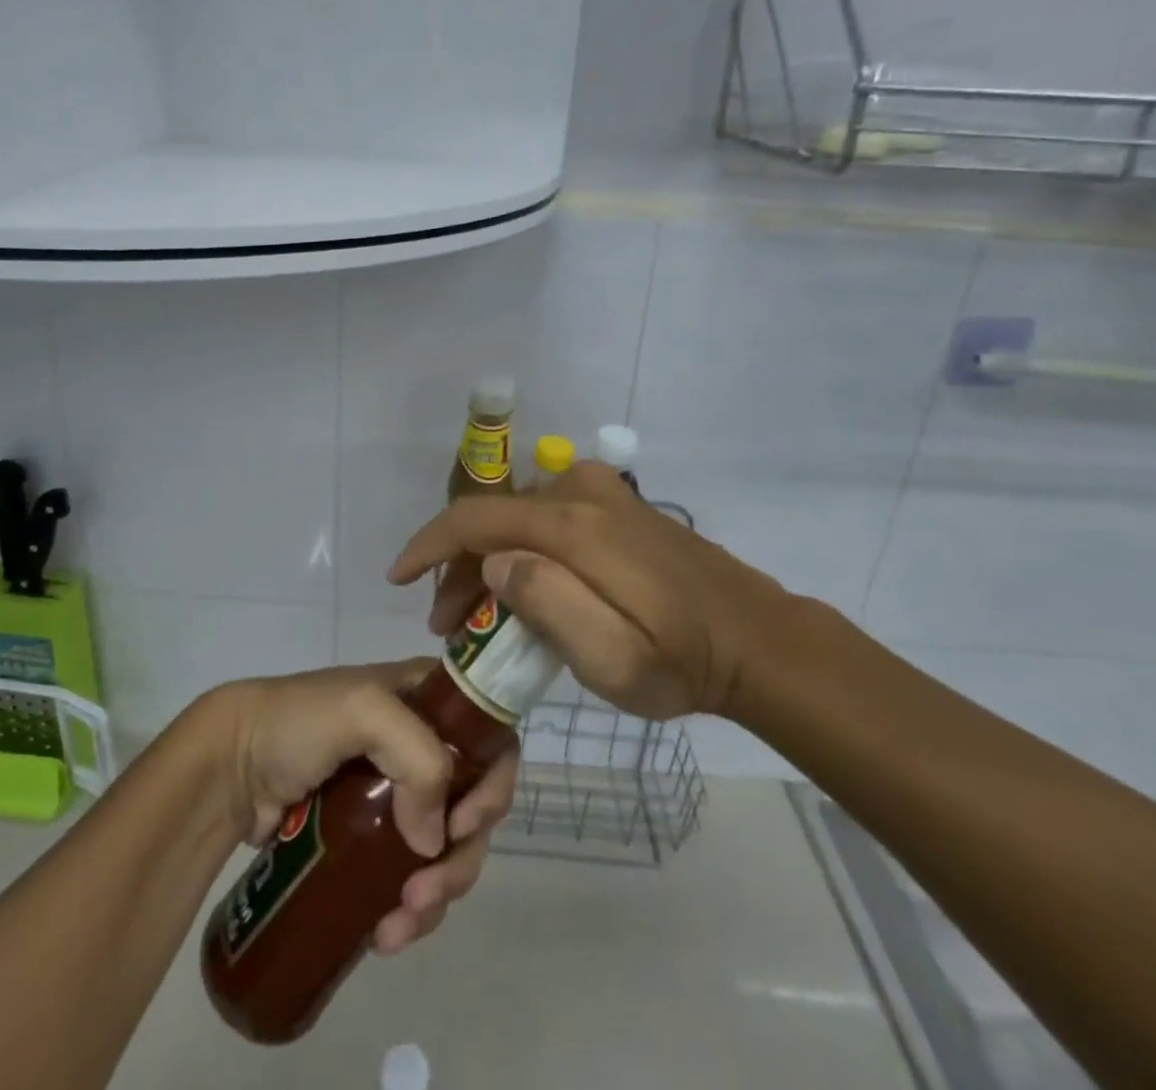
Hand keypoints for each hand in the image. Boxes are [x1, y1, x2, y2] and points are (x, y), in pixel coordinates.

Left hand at [208, 661, 518, 955]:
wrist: (230, 764)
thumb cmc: (298, 723)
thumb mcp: (364, 712)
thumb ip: (417, 758)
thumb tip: (432, 842)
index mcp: (427, 701)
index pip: (490, 739)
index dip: (493, 785)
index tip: (464, 825)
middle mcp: (422, 745)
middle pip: (473, 806)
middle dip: (460, 859)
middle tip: (424, 894)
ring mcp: (396, 796)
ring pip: (445, 851)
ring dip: (437, 896)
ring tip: (397, 928)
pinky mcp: (369, 840)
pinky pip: (411, 878)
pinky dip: (410, 910)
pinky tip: (385, 934)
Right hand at [390, 461, 805, 720]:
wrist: (757, 639)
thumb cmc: (683, 661)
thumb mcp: (615, 660)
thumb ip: (550, 604)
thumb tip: (493, 560)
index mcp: (574, 527)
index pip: (477, 518)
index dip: (428, 544)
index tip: (397, 578)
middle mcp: (582, 494)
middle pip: (494, 516)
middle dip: (459, 565)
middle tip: (450, 624)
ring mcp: (604, 494)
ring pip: (518, 515)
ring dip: (489, 556)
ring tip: (482, 613)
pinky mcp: (618, 506)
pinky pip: (547, 515)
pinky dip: (521, 544)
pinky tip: (526, 585)